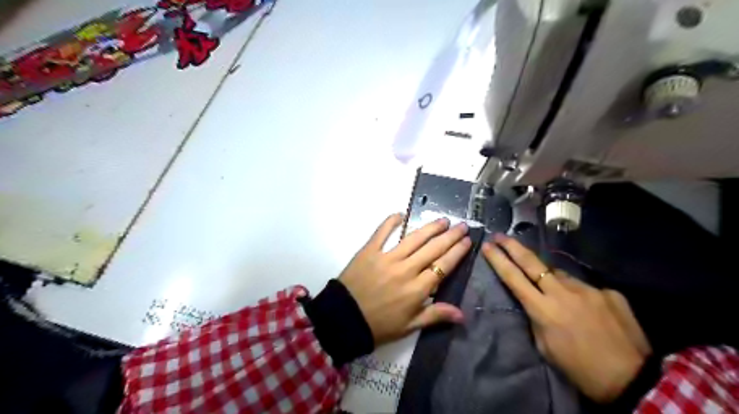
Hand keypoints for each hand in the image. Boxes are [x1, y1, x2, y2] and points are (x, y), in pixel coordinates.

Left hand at [342, 213, 473, 346]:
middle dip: (450, 236)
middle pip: (433, 249)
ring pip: (414, 239)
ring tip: (443, 220)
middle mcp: (406, 269)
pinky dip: (391, 222)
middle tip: (461, 225)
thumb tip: (462, 314)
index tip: (467, 241)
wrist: (343, 320)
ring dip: (430, 228)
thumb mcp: (409, 327)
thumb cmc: (378, 326)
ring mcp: (387, 258)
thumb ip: (435, 315)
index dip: (457, 252)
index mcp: (417, 289)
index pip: (443, 266)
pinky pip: (382, 233)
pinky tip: (400, 214)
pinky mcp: (369, 251)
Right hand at [486, 235, 651, 402]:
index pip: (513, 278)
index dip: (498, 260)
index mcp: (543, 309)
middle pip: (532, 262)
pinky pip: (584, 287)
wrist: (633, 379)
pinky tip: (585, 309)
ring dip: (550, 278)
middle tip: (499, 235)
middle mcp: (563, 292)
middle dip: (512, 246)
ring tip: (554, 293)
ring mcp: (588, 289)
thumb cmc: (580, 368)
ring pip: (559, 274)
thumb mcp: (545, 346)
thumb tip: (536, 300)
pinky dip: (578, 293)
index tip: (487, 246)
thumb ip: (537, 318)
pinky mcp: (608, 292)